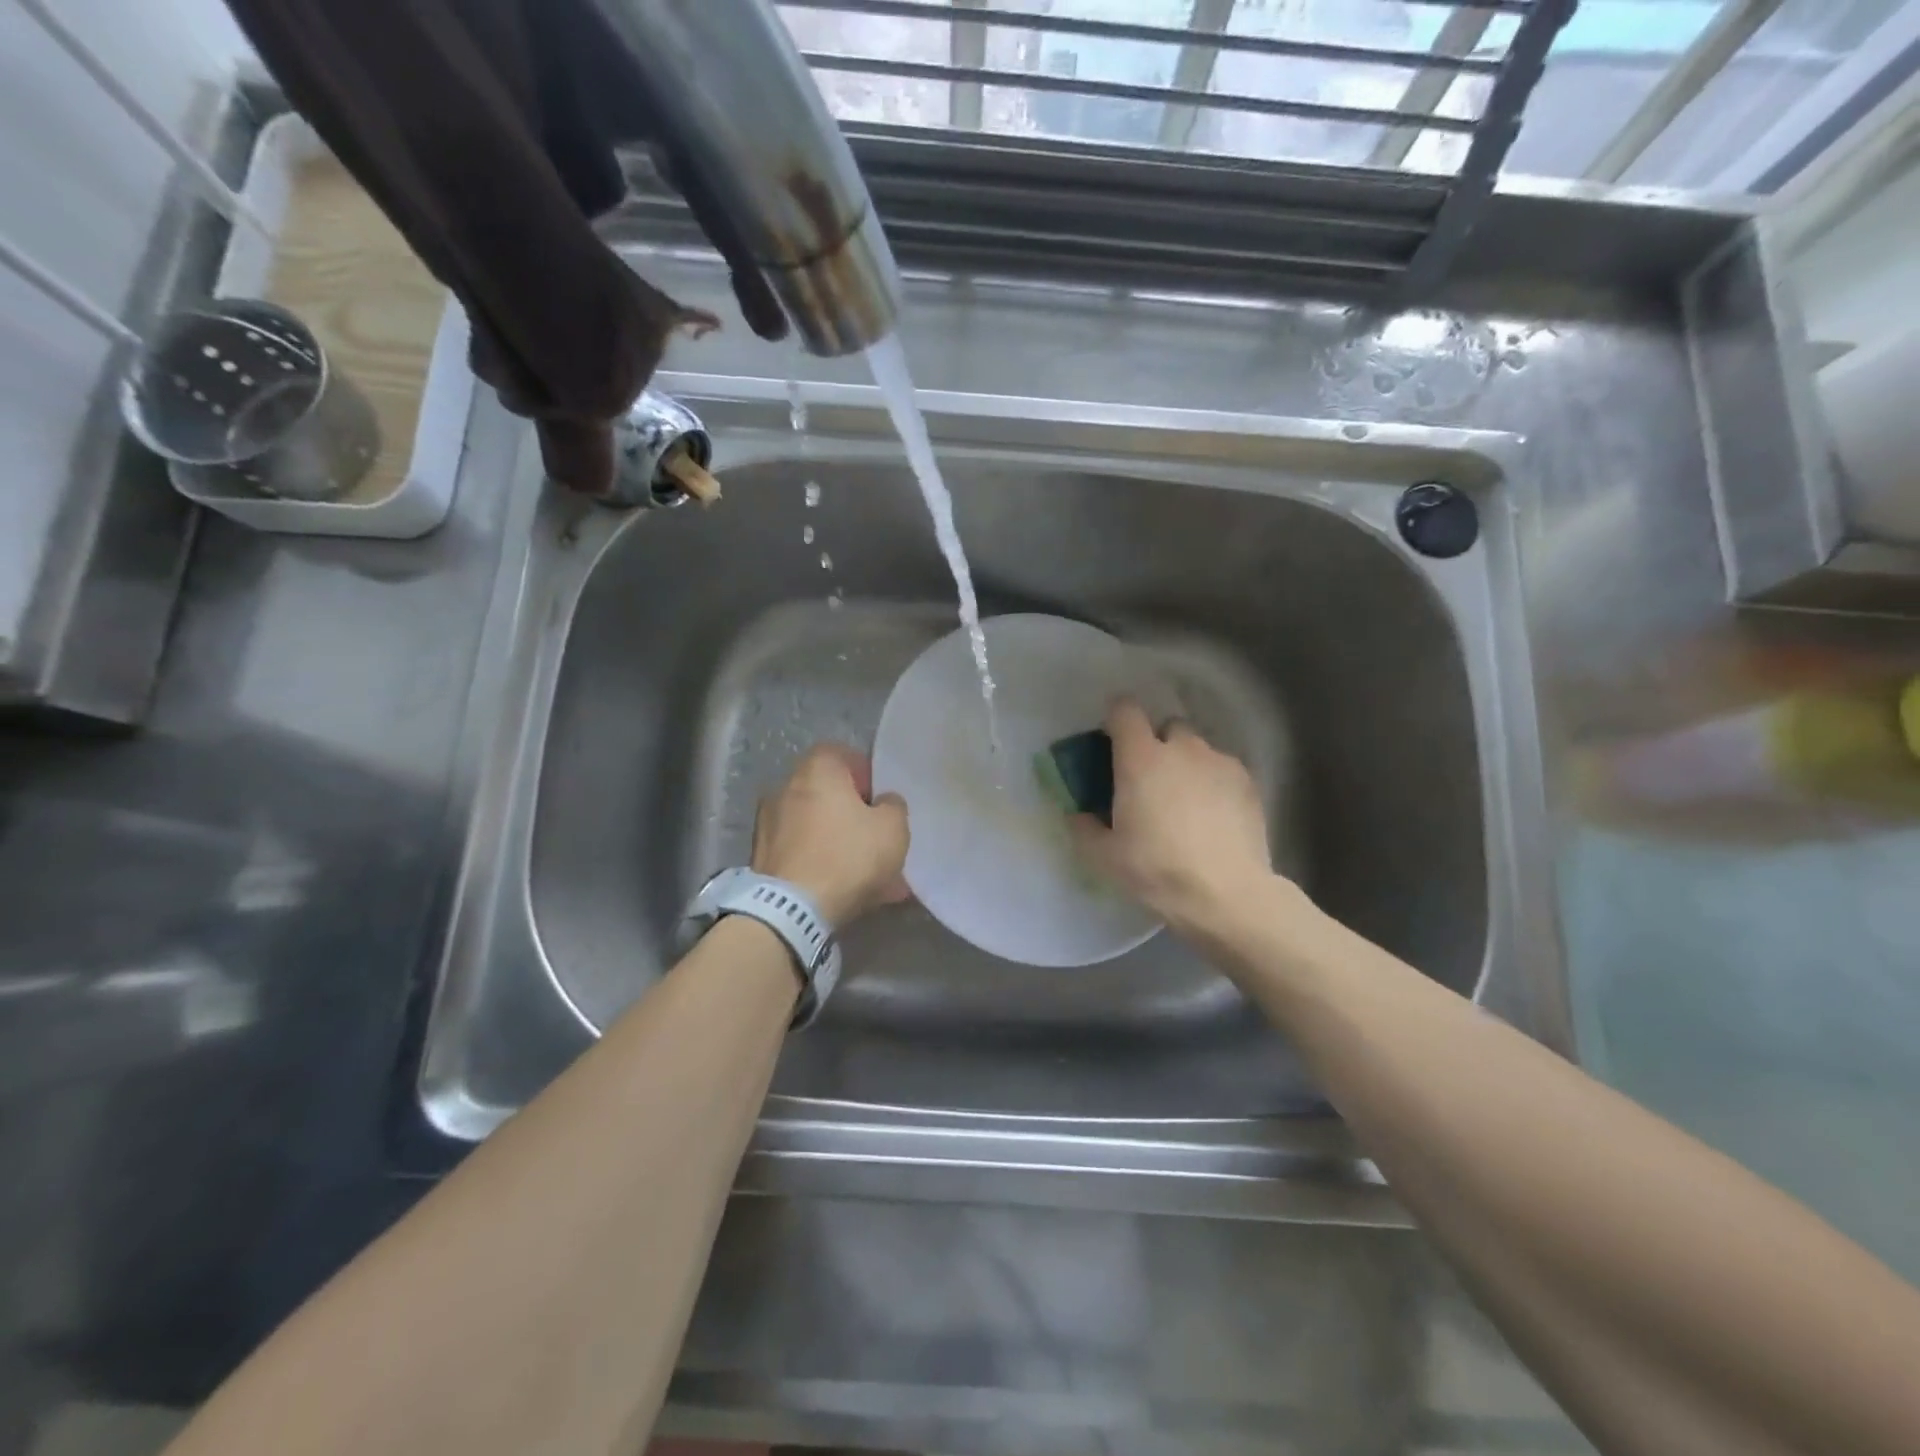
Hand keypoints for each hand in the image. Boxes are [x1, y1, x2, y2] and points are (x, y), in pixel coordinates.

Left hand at [753, 744, 909, 928]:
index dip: (865, 775)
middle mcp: (785, 787)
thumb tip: (883, 802)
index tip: (880, 802)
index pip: (842, 754)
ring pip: (816, 827)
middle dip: (853, 814)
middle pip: (827, 793)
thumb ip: (893, 806)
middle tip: (876, 839)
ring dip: (839, 843)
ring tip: (867, 876)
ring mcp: (768, 823)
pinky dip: (821, 863)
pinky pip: (802, 852)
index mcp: (816, 769)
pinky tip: (844, 889)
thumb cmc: (848, 856)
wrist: (791, 910)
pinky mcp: (761, 858)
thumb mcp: (893, 828)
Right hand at [1069, 699, 1278, 935]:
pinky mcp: (1248, 782)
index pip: (1125, 711)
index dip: (1116, 719)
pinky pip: (1223, 769)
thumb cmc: (1157, 870)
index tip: (1112, 741)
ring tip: (1186, 803)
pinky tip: (1213, 817)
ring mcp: (1219, 762)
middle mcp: (1182, 749)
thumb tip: (1077, 814)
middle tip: (1150, 781)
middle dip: (1157, 744)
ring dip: (1187, 764)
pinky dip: (1213, 783)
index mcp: (1141, 759)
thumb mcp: (1104, 857)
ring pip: (1198, 749)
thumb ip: (1083, 828)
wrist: (1227, 894)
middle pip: (1166, 726)